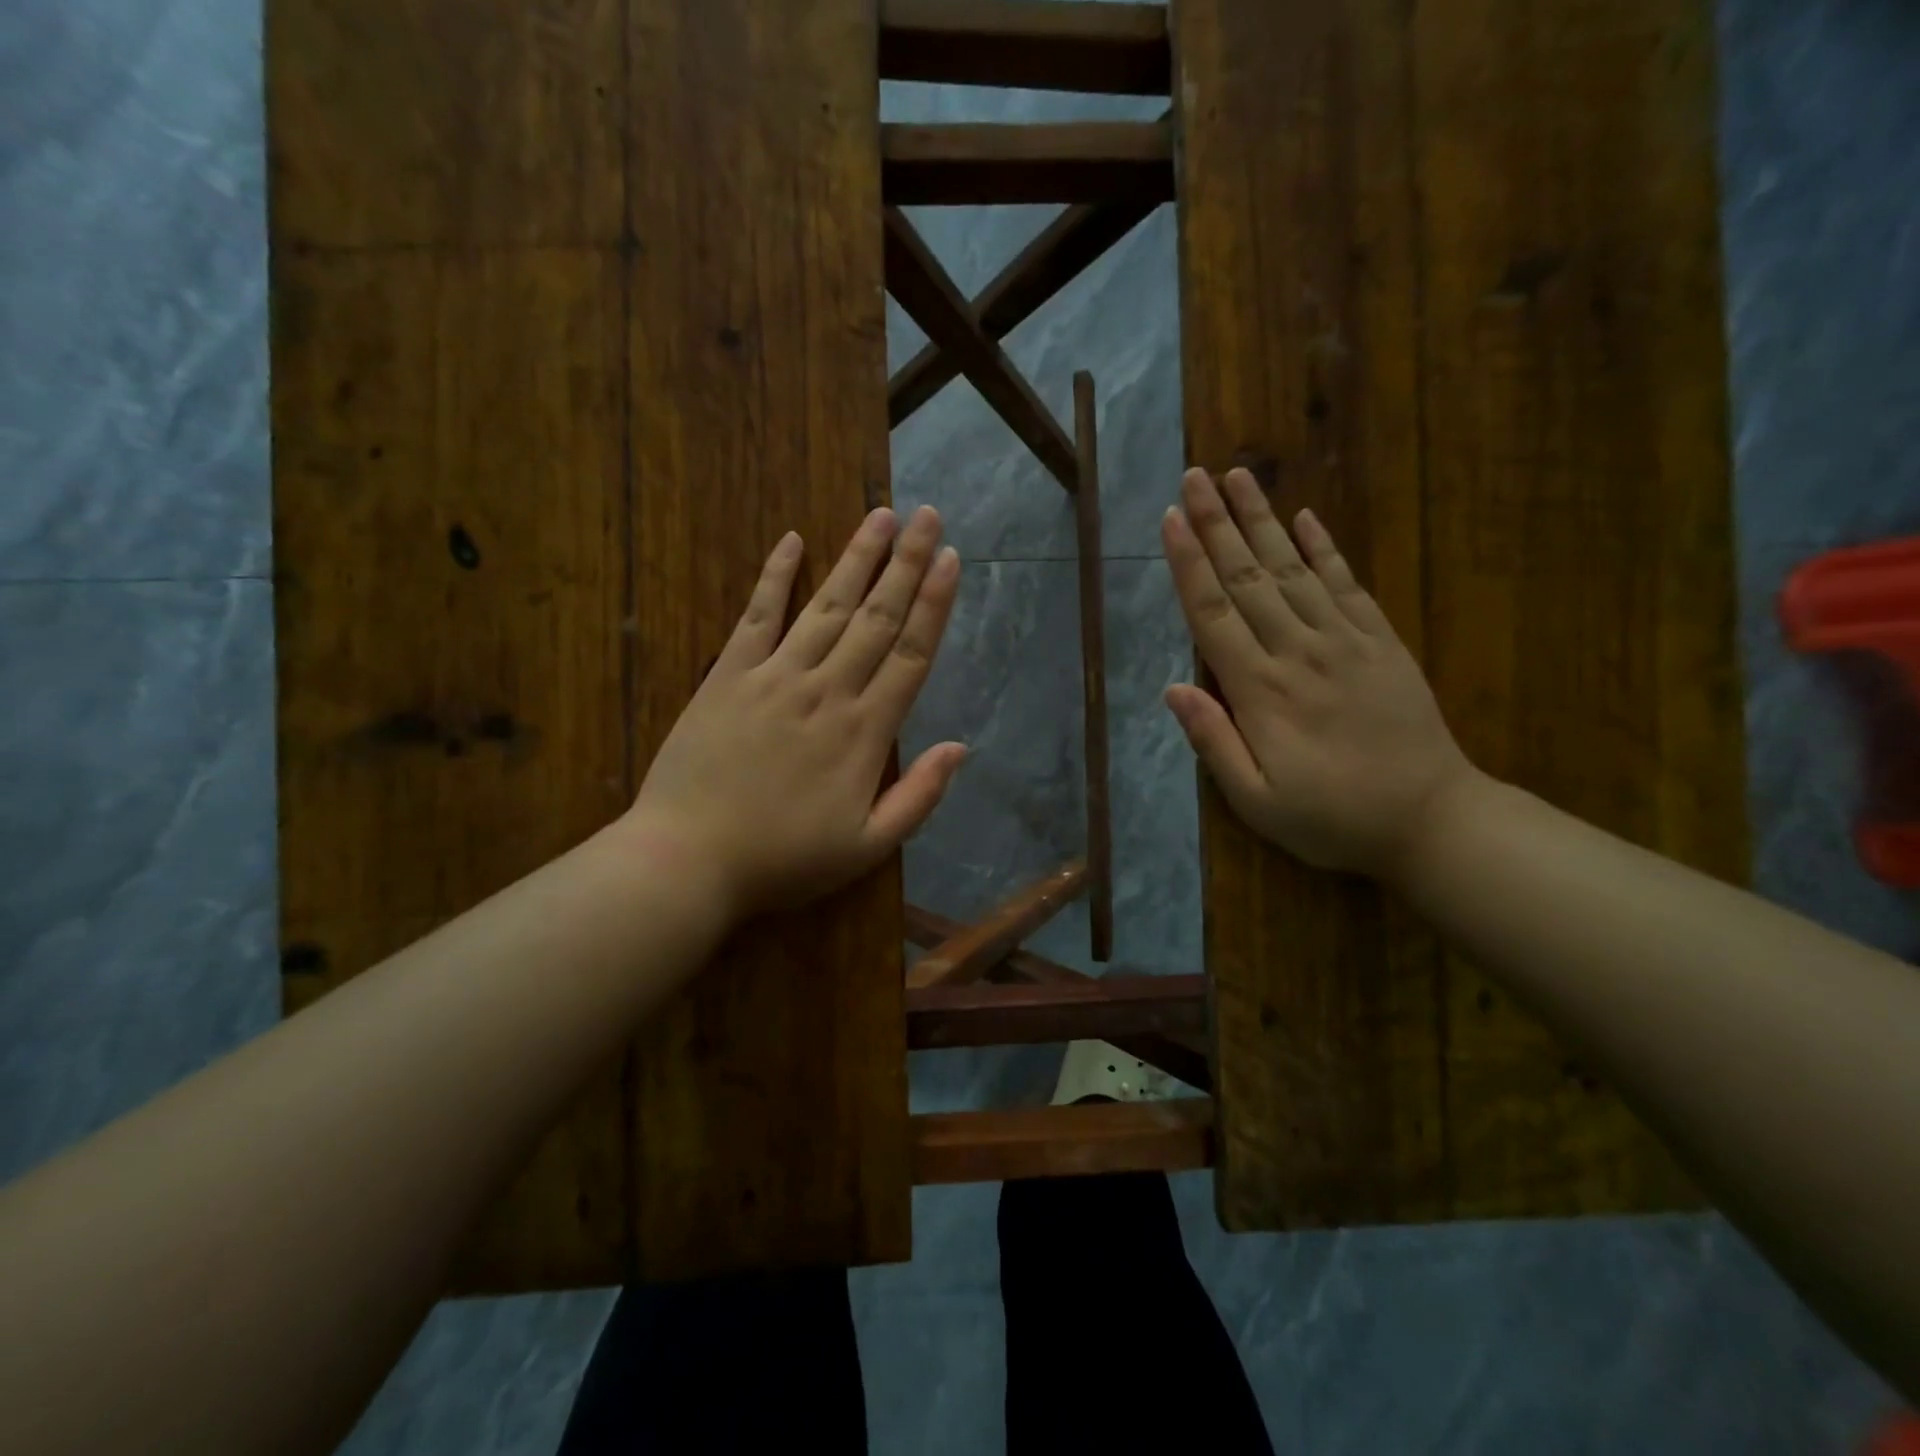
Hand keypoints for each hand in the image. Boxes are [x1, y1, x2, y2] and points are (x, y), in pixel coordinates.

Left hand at [626, 505, 965, 918]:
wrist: (688, 859)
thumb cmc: (783, 860)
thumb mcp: (867, 848)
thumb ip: (919, 798)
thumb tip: (960, 748)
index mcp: (864, 732)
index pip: (911, 654)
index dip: (934, 604)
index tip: (951, 560)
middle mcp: (827, 690)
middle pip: (876, 618)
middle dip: (906, 564)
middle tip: (928, 516)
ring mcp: (775, 677)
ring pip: (827, 606)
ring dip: (857, 559)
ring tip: (881, 516)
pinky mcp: (728, 676)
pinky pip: (756, 616)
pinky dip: (775, 576)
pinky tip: (792, 540)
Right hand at [1161, 467, 1478, 878]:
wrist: (1432, 821)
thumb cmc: (1331, 818)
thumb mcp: (1256, 801)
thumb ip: (1213, 742)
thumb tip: (1173, 689)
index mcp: (1261, 691)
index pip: (1213, 613)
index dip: (1188, 563)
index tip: (1171, 518)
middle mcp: (1298, 651)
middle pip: (1248, 577)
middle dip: (1217, 523)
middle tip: (1196, 475)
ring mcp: (1345, 641)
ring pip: (1293, 569)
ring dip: (1263, 520)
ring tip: (1239, 476)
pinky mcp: (1381, 641)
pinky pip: (1347, 584)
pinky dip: (1324, 548)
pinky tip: (1306, 517)